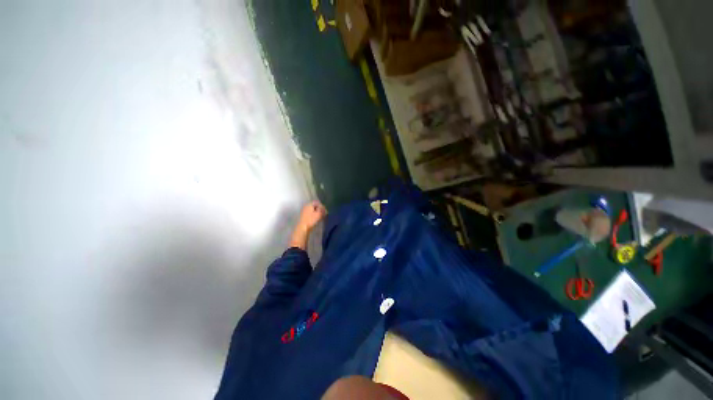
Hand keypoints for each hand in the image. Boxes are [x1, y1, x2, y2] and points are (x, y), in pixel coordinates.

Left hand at [289, 201, 326, 249]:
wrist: (302, 228)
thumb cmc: (311, 220)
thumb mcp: (319, 214)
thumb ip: (322, 209)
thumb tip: (323, 208)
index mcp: (309, 204)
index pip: (317, 202)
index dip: (322, 206)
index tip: (325, 211)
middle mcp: (306, 206)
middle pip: (314, 206)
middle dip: (319, 209)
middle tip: (323, 214)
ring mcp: (304, 211)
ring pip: (312, 210)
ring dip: (316, 213)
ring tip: (320, 217)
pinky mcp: (303, 216)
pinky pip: (310, 214)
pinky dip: (313, 215)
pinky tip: (315, 219)